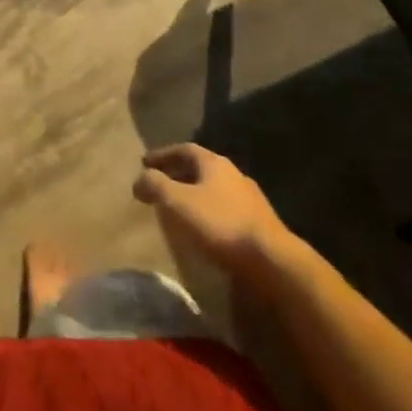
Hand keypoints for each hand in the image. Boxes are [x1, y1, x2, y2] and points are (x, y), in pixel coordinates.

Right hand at [133, 144, 296, 277]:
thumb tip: (139, 179)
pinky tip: (204, 229)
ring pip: (215, 190)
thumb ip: (154, 185)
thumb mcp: (177, 201)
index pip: (183, 149)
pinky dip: (210, 213)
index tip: (144, 163)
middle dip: (178, 174)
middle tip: (160, 185)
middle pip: (200, 168)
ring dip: (195, 195)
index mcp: (214, 163)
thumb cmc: (220, 224)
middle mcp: (233, 174)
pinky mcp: (260, 224)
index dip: (162, 155)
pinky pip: (227, 210)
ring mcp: (250, 199)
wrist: (273, 261)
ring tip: (180, 209)